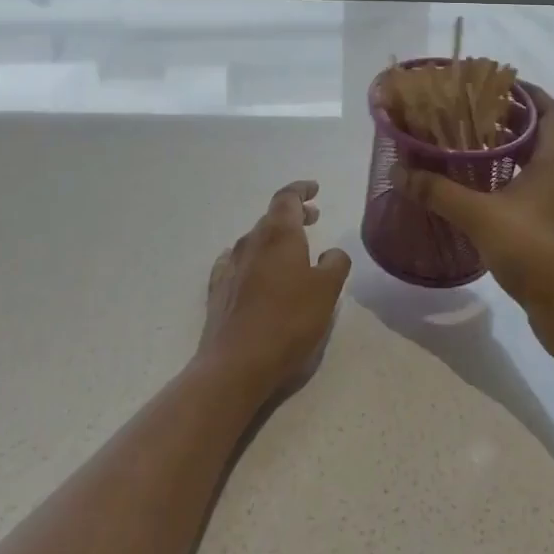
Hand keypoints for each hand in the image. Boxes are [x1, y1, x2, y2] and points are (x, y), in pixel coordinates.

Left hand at [196, 180, 351, 400]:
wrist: (236, 364)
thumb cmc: (288, 321)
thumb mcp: (327, 291)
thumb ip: (335, 264)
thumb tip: (332, 252)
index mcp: (279, 234)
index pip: (287, 197)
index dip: (301, 190)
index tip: (315, 189)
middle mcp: (251, 242)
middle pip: (272, 217)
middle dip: (293, 215)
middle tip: (313, 218)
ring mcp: (230, 266)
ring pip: (255, 241)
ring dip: (274, 239)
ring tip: (291, 250)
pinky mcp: (218, 291)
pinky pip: (235, 262)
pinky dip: (251, 259)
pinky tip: (251, 268)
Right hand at [394, 87, 553, 352]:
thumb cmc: (533, 250)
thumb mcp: (479, 216)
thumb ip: (439, 192)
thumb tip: (400, 172)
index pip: (550, 110)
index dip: (528, 93)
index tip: (499, 85)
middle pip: (544, 134)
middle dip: (512, 122)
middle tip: (474, 116)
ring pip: (541, 164)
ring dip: (514, 153)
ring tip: (475, 150)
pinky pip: (539, 189)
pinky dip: (516, 180)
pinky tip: (487, 193)